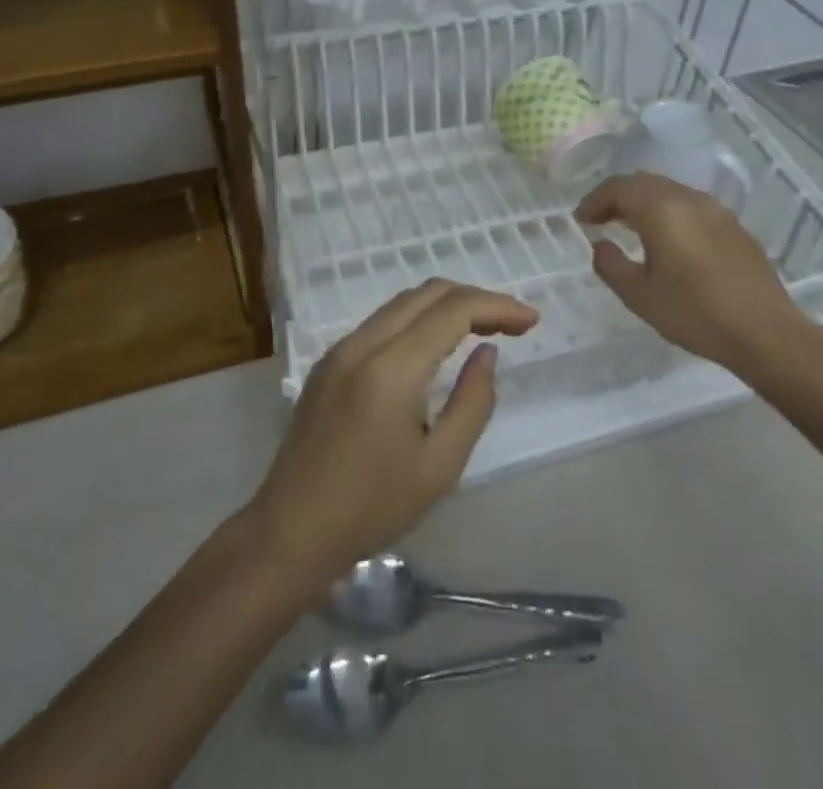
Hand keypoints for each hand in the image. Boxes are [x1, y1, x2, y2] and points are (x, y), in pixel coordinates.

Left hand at [244, 279, 537, 590]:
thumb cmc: (372, 506)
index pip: (452, 310)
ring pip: (402, 303)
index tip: (531, 321)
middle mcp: (362, 343)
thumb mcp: (439, 466)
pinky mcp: (329, 361)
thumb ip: (472, 403)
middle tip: (511, 324)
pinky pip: (382, 321)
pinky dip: (418, 320)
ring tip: (481, 329)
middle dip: (474, 298)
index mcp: (391, 367)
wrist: (291, 529)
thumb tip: (487, 353)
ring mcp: (340, 348)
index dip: (497, 306)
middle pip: (427, 293)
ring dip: (445, 306)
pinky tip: (436, 345)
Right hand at [577, 171, 816, 384]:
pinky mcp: (734, 226)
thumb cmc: (696, 313)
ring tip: (630, 228)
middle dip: (617, 197)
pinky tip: (669, 240)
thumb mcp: (640, 296)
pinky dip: (669, 212)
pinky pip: (690, 206)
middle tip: (600, 220)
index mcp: (661, 209)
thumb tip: (600, 246)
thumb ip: (611, 265)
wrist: (766, 333)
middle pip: (643, 182)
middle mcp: (688, 199)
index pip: (618, 188)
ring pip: (669, 191)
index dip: (594, 201)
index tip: (581, 221)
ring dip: (644, 203)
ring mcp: (715, 210)